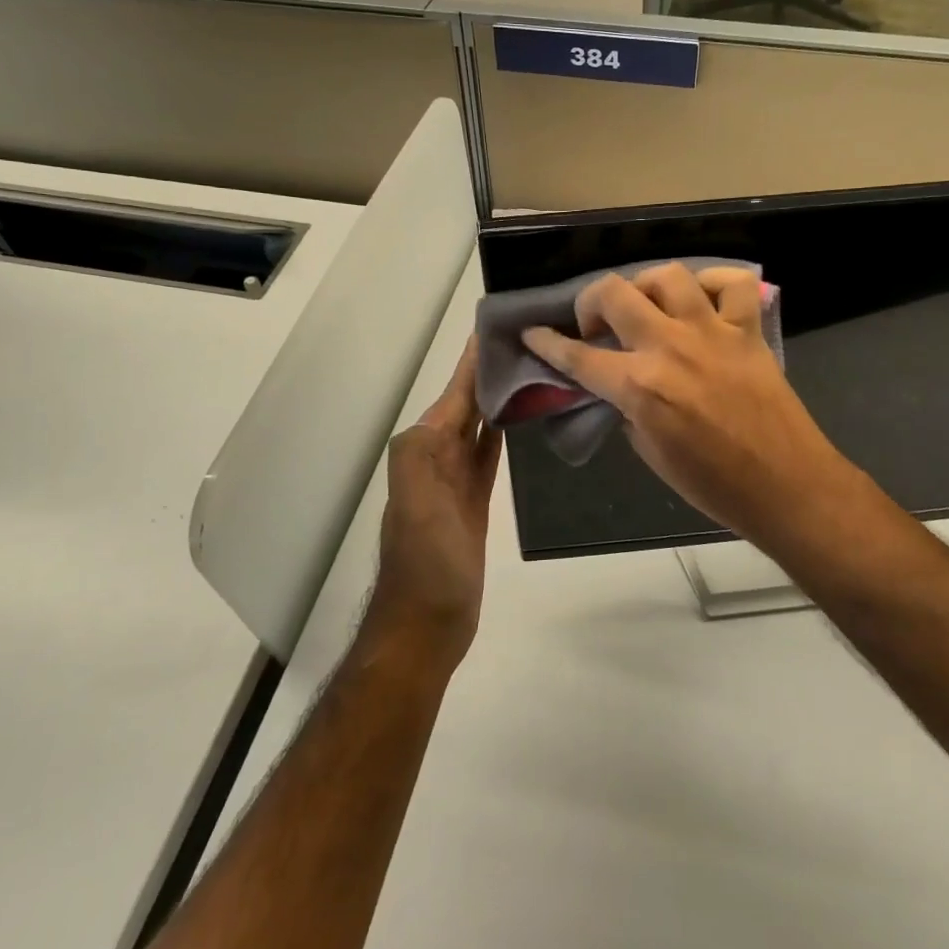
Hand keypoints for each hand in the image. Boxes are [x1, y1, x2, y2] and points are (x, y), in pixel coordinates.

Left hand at [362, 338, 502, 669]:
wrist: (427, 624)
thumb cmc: (426, 564)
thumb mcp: (418, 505)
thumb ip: (424, 454)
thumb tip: (453, 410)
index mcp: (423, 449)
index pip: (453, 393)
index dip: (472, 361)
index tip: (497, 324)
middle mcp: (436, 455)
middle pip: (466, 403)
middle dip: (489, 371)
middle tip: (528, 338)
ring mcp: (456, 478)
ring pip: (479, 424)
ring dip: (498, 397)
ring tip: (531, 367)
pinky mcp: (474, 499)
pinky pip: (488, 453)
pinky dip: (500, 431)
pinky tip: (518, 416)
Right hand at [522, 264, 864, 554]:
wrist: (785, 486)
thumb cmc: (713, 485)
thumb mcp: (651, 454)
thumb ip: (628, 410)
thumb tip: (620, 388)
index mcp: (640, 387)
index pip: (578, 357)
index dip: (548, 344)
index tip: (533, 333)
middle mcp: (670, 347)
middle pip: (614, 293)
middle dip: (590, 302)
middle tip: (596, 325)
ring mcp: (712, 333)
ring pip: (668, 276)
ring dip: (646, 286)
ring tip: (647, 307)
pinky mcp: (747, 331)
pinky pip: (732, 284)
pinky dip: (713, 284)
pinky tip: (703, 303)